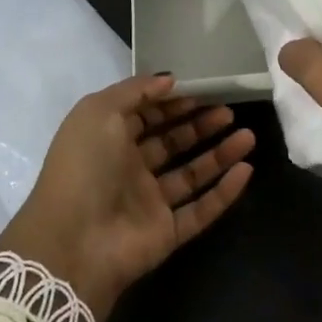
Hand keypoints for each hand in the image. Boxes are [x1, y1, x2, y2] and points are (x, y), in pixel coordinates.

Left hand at [0, 75, 254, 321]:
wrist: (73, 241)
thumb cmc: (84, 166)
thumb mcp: (99, 111)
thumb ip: (135, 91)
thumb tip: (169, 80)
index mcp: (108, 139)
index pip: (146, 115)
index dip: (172, 102)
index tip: (203, 90)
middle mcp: (129, 168)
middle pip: (172, 142)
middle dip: (200, 124)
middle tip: (229, 111)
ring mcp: (149, 202)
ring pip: (191, 174)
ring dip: (219, 154)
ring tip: (248, 136)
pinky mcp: (167, 232)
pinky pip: (201, 209)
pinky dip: (224, 192)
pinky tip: (246, 170)